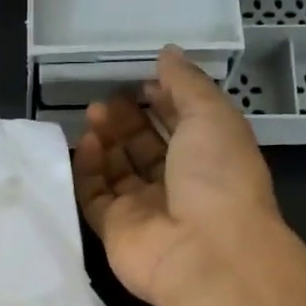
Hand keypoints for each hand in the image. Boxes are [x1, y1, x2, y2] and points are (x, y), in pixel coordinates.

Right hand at [73, 46, 280, 305]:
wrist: (205, 252)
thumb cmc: (218, 176)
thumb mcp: (212, 115)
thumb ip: (186, 83)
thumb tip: (167, 54)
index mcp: (210, 157)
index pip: (181, 124)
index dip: (162, 101)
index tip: (141, 81)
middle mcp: (178, 184)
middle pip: (145, 147)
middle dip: (127, 120)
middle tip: (108, 100)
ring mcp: (145, 209)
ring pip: (117, 170)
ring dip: (106, 140)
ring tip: (93, 115)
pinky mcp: (115, 230)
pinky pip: (95, 196)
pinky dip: (88, 170)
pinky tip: (87, 144)